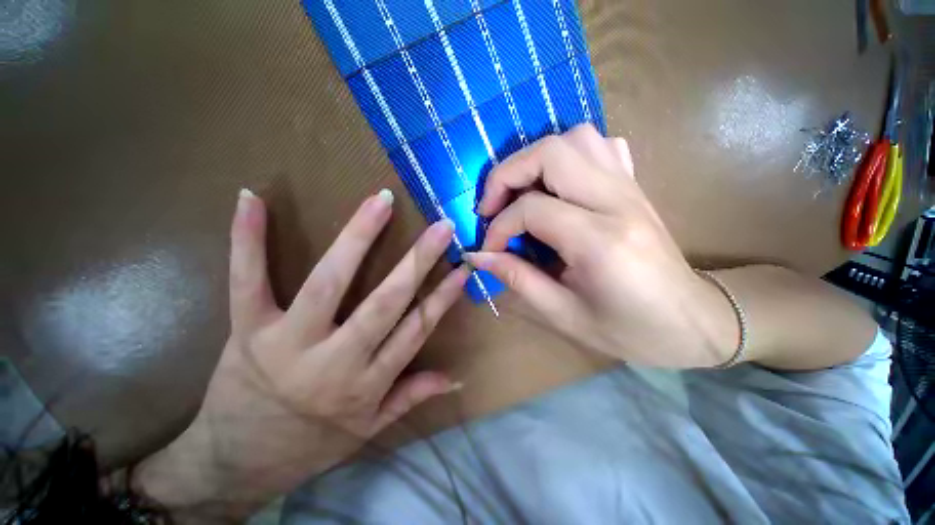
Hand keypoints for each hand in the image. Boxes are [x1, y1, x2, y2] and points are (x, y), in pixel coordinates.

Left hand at [135, 189, 468, 521]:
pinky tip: (250, 199)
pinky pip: (248, 279)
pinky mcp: (248, 330)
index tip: (460, 267)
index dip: (439, 299)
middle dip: (416, 262)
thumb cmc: (306, 447)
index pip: (412, 334)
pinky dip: (247, 238)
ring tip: (381, 203)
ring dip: (357, 239)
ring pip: (329, 284)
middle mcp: (333, 363)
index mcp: (364, 388)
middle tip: (442, 225)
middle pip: (382, 305)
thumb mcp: (363, 432)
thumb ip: (406, 400)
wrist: (245, 459)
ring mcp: (288, 343)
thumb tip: (453, 377)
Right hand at [466, 124, 736, 367]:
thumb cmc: (632, 332)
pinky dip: (578, 152)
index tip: (490, 250)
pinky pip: (606, 146)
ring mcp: (631, 188)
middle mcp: (616, 202)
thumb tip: (478, 256)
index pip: (532, 208)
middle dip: (509, 173)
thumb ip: (521, 281)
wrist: (688, 322)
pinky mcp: (638, 187)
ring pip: (578, 136)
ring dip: (542, 155)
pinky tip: (570, 182)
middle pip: (551, 152)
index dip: (499, 227)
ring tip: (530, 190)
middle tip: (495, 207)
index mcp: (600, 241)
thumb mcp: (570, 317)